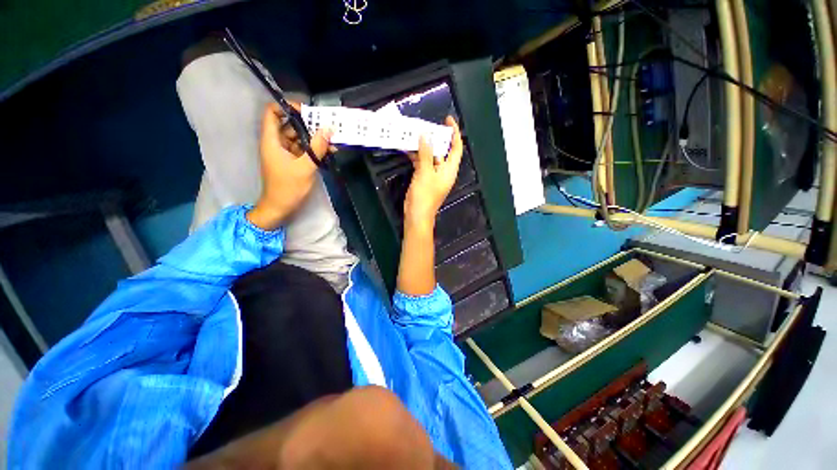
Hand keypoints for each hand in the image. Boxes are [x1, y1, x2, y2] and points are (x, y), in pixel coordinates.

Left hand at [247, 103, 332, 229]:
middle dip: (308, 124)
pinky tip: (329, 151)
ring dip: (315, 138)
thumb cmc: (288, 188)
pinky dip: (314, 149)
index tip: (306, 111)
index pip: (272, 113)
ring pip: (299, 138)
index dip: (287, 107)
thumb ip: (317, 148)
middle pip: (289, 125)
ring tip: (332, 140)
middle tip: (327, 126)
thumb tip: (328, 129)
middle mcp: (277, 143)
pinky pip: (303, 150)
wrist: (280, 208)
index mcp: (272, 141)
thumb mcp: (305, 167)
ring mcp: (285, 153)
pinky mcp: (292, 162)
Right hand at [403, 116, 462, 230]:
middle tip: (426, 125)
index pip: (456, 147)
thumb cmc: (425, 195)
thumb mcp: (425, 172)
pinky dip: (416, 156)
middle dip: (436, 138)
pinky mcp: (424, 178)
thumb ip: (426, 153)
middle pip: (443, 150)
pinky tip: (407, 148)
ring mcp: (433, 175)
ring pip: (431, 156)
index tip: (448, 120)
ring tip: (415, 133)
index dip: (454, 132)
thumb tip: (426, 134)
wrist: (417, 214)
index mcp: (449, 169)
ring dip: (424, 146)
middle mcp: (443, 171)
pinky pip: (422, 163)